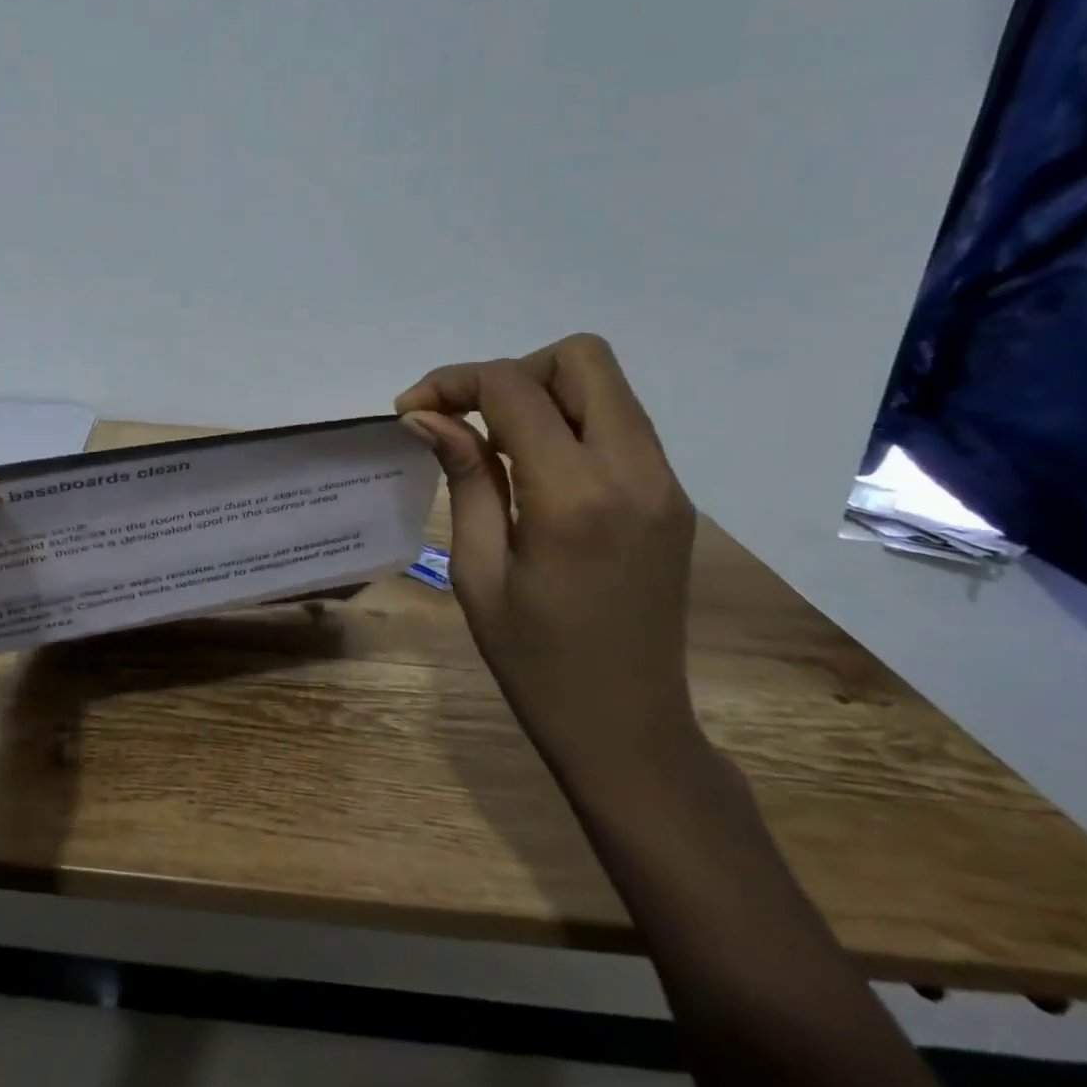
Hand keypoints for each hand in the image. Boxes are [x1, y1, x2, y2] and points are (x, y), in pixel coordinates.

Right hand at [396, 334, 697, 781]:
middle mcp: (635, 473)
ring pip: (606, 385)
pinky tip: (534, 468)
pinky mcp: (673, 497)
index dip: (453, 381)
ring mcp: (666, 483)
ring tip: (495, 443)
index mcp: (575, 496)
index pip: (514, 388)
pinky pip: (620, 423)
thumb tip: (427, 414)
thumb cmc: (533, 659)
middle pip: (582, 358)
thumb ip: (463, 476)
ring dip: (543, 393)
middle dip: (513, 372)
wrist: (627, 728)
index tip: (413, 409)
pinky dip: (570, 421)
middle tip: (469, 417)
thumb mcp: (477, 568)